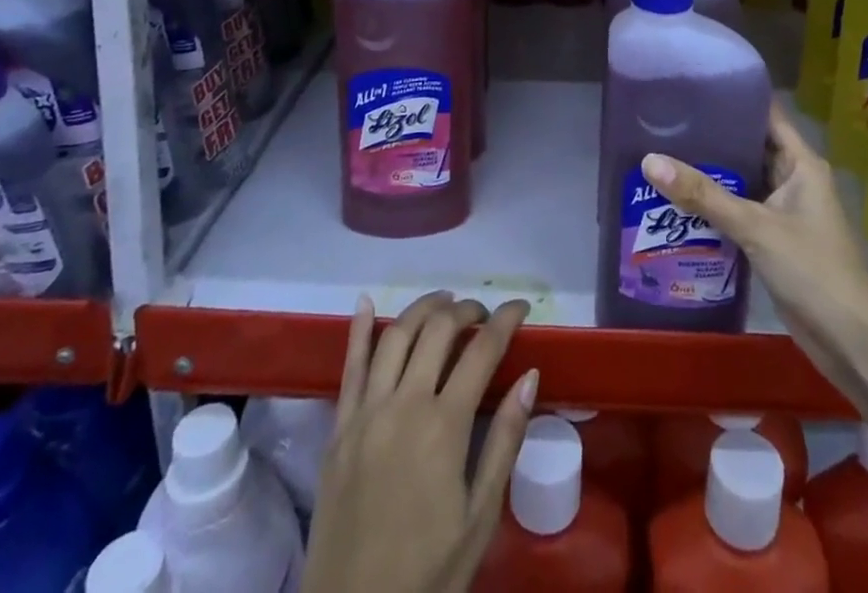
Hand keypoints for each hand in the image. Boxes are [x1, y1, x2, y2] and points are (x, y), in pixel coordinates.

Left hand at [302, 290, 535, 592]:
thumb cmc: (427, 573)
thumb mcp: (480, 518)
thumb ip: (504, 441)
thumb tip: (529, 376)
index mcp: (443, 426)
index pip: (482, 350)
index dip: (505, 320)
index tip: (521, 307)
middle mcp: (404, 404)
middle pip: (438, 330)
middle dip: (466, 310)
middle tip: (484, 314)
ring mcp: (365, 412)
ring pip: (395, 335)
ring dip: (423, 309)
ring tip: (444, 302)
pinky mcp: (338, 427)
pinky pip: (349, 366)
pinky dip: (358, 328)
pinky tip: (366, 301)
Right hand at [643, 100, 867, 411]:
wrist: (849, 340)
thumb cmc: (811, 268)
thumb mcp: (754, 226)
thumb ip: (703, 195)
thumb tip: (649, 161)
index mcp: (801, 163)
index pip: (766, 115)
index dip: (734, 97)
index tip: (693, 86)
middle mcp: (794, 179)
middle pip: (750, 146)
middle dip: (713, 137)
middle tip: (666, 122)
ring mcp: (784, 211)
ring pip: (742, 181)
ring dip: (711, 174)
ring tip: (664, 155)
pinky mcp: (774, 239)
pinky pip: (740, 210)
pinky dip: (715, 205)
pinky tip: (680, 201)